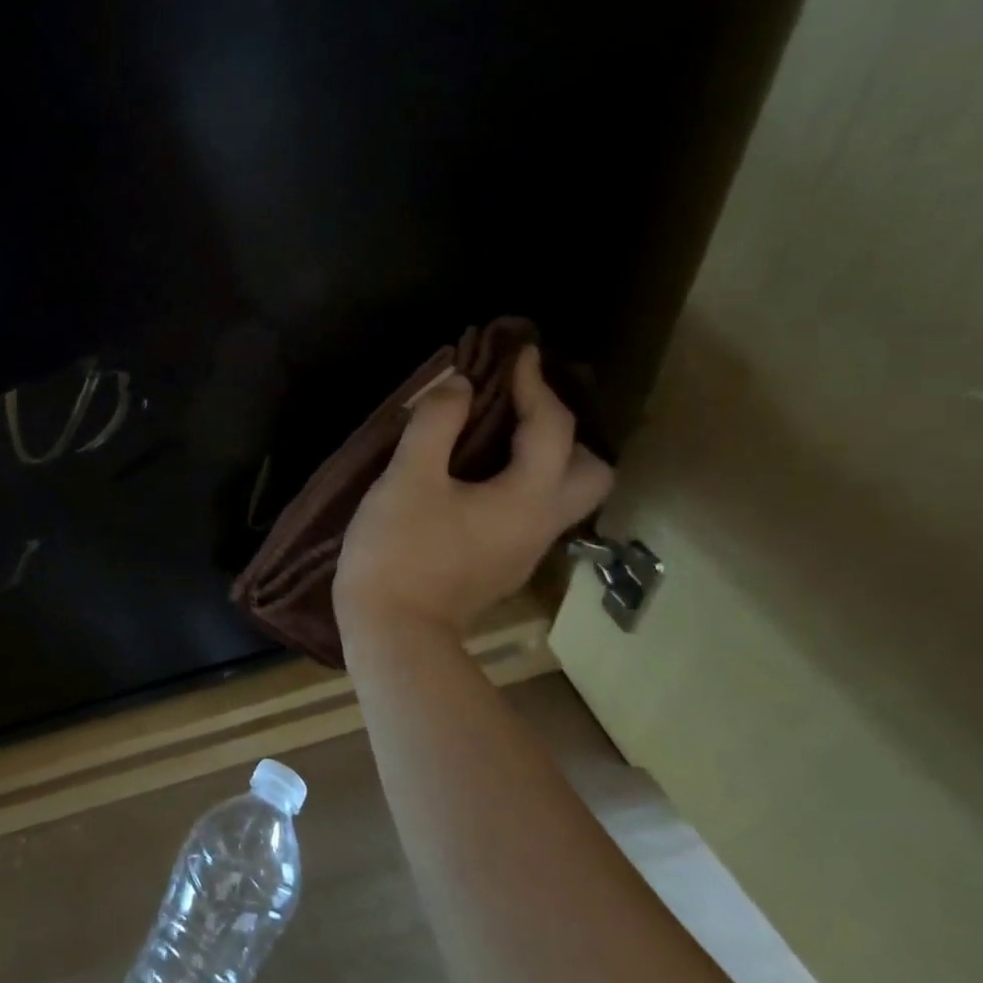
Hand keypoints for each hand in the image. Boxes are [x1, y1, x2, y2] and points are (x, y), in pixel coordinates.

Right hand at [334, 345, 611, 648]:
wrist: (392, 630)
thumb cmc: (399, 549)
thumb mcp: (408, 477)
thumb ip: (435, 424)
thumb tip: (459, 384)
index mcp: (527, 498)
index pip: (552, 427)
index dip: (535, 383)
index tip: (518, 353)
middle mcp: (541, 524)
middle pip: (590, 472)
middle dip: (564, 431)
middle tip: (520, 408)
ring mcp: (524, 550)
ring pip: (561, 494)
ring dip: (544, 457)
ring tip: (498, 435)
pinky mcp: (500, 565)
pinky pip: (529, 510)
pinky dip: (519, 480)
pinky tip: (476, 476)